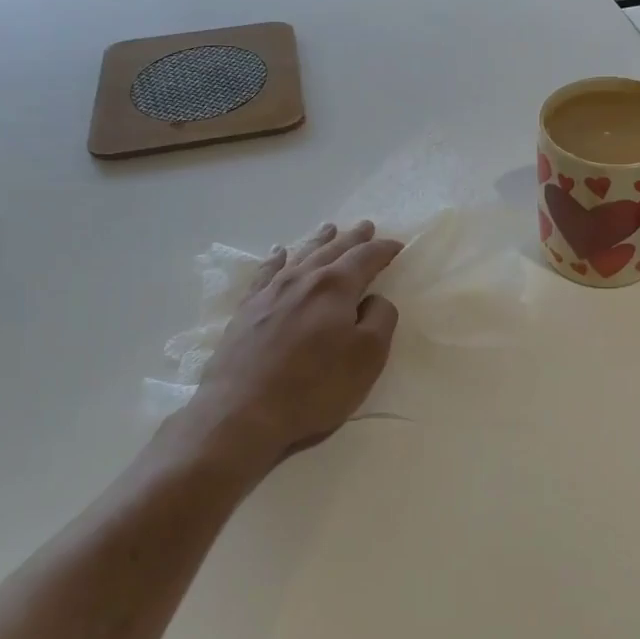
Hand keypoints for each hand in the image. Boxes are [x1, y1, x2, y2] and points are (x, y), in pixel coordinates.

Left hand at [170, 220, 402, 483]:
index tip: (397, 245)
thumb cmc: (315, 386)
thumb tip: (375, 299)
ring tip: (329, 229)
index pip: (365, 258)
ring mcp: (270, 293)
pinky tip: (278, 254)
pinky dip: (276, 260)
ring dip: (318, 242)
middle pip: (332, 250)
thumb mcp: (367, 356)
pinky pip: (265, 274)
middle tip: (365, 226)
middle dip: (352, 239)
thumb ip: (380, 319)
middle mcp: (302, 280)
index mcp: (335, 287)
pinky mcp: (246, 311)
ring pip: (300, 256)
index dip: (383, 250)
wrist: (242, 412)